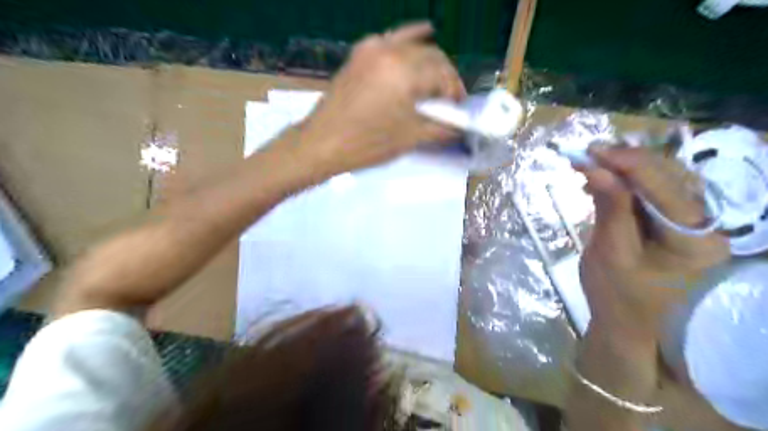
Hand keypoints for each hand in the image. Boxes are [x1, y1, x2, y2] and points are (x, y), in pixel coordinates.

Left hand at [294, 22, 465, 175]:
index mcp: (405, 73)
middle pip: (432, 57)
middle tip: (449, 99)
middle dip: (446, 77)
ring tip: (436, 80)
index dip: (455, 92)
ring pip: (413, 46)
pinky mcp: (359, 54)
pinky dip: (409, 40)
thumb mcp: (409, 139)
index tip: (458, 108)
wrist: (322, 143)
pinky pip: (391, 40)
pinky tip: (421, 37)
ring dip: (430, 60)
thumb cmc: (367, 144)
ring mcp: (372, 49)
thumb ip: (440, 128)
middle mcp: (391, 52)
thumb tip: (459, 127)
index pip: (443, 76)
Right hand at [579, 149, 727, 333]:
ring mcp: (691, 222)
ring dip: (623, 169)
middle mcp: (705, 225)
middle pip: (669, 177)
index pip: (666, 188)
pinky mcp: (672, 222)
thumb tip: (596, 168)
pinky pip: (651, 192)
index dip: (629, 164)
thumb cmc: (615, 294)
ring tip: (589, 164)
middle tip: (587, 154)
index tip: (592, 151)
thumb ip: (609, 208)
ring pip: (660, 179)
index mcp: (696, 240)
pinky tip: (601, 181)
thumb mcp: (609, 252)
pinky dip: (624, 182)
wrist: (623, 321)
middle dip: (625, 162)